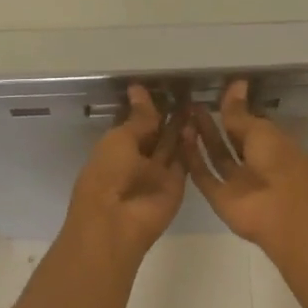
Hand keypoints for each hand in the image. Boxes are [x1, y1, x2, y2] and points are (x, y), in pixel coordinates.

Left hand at [64, 84, 185, 257]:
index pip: (133, 123)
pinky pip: (184, 160)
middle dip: (167, 114)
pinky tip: (199, 122)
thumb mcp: (120, 139)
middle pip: (155, 134)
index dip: (144, 106)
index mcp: (115, 148)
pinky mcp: (176, 184)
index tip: (159, 85)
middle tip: (184, 90)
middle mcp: (137, 160)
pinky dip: (190, 144)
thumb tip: (138, 89)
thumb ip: (138, 118)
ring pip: (171, 145)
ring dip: (181, 126)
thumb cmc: (108, 174)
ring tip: (195, 101)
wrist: (117, 222)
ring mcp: (157, 173)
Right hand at [183, 80, 307, 251]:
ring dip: (202, 138)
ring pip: (216, 156)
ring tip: (184, 115)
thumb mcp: (260, 131)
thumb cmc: (280, 162)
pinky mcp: (220, 198)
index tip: (215, 93)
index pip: (252, 124)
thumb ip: (240, 113)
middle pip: (231, 140)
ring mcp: (238, 182)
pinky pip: (204, 175)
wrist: (282, 212)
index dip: (235, 110)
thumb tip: (236, 83)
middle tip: (193, 103)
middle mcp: (256, 163)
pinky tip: (180, 137)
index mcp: (274, 145)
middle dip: (214, 123)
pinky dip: (193, 159)